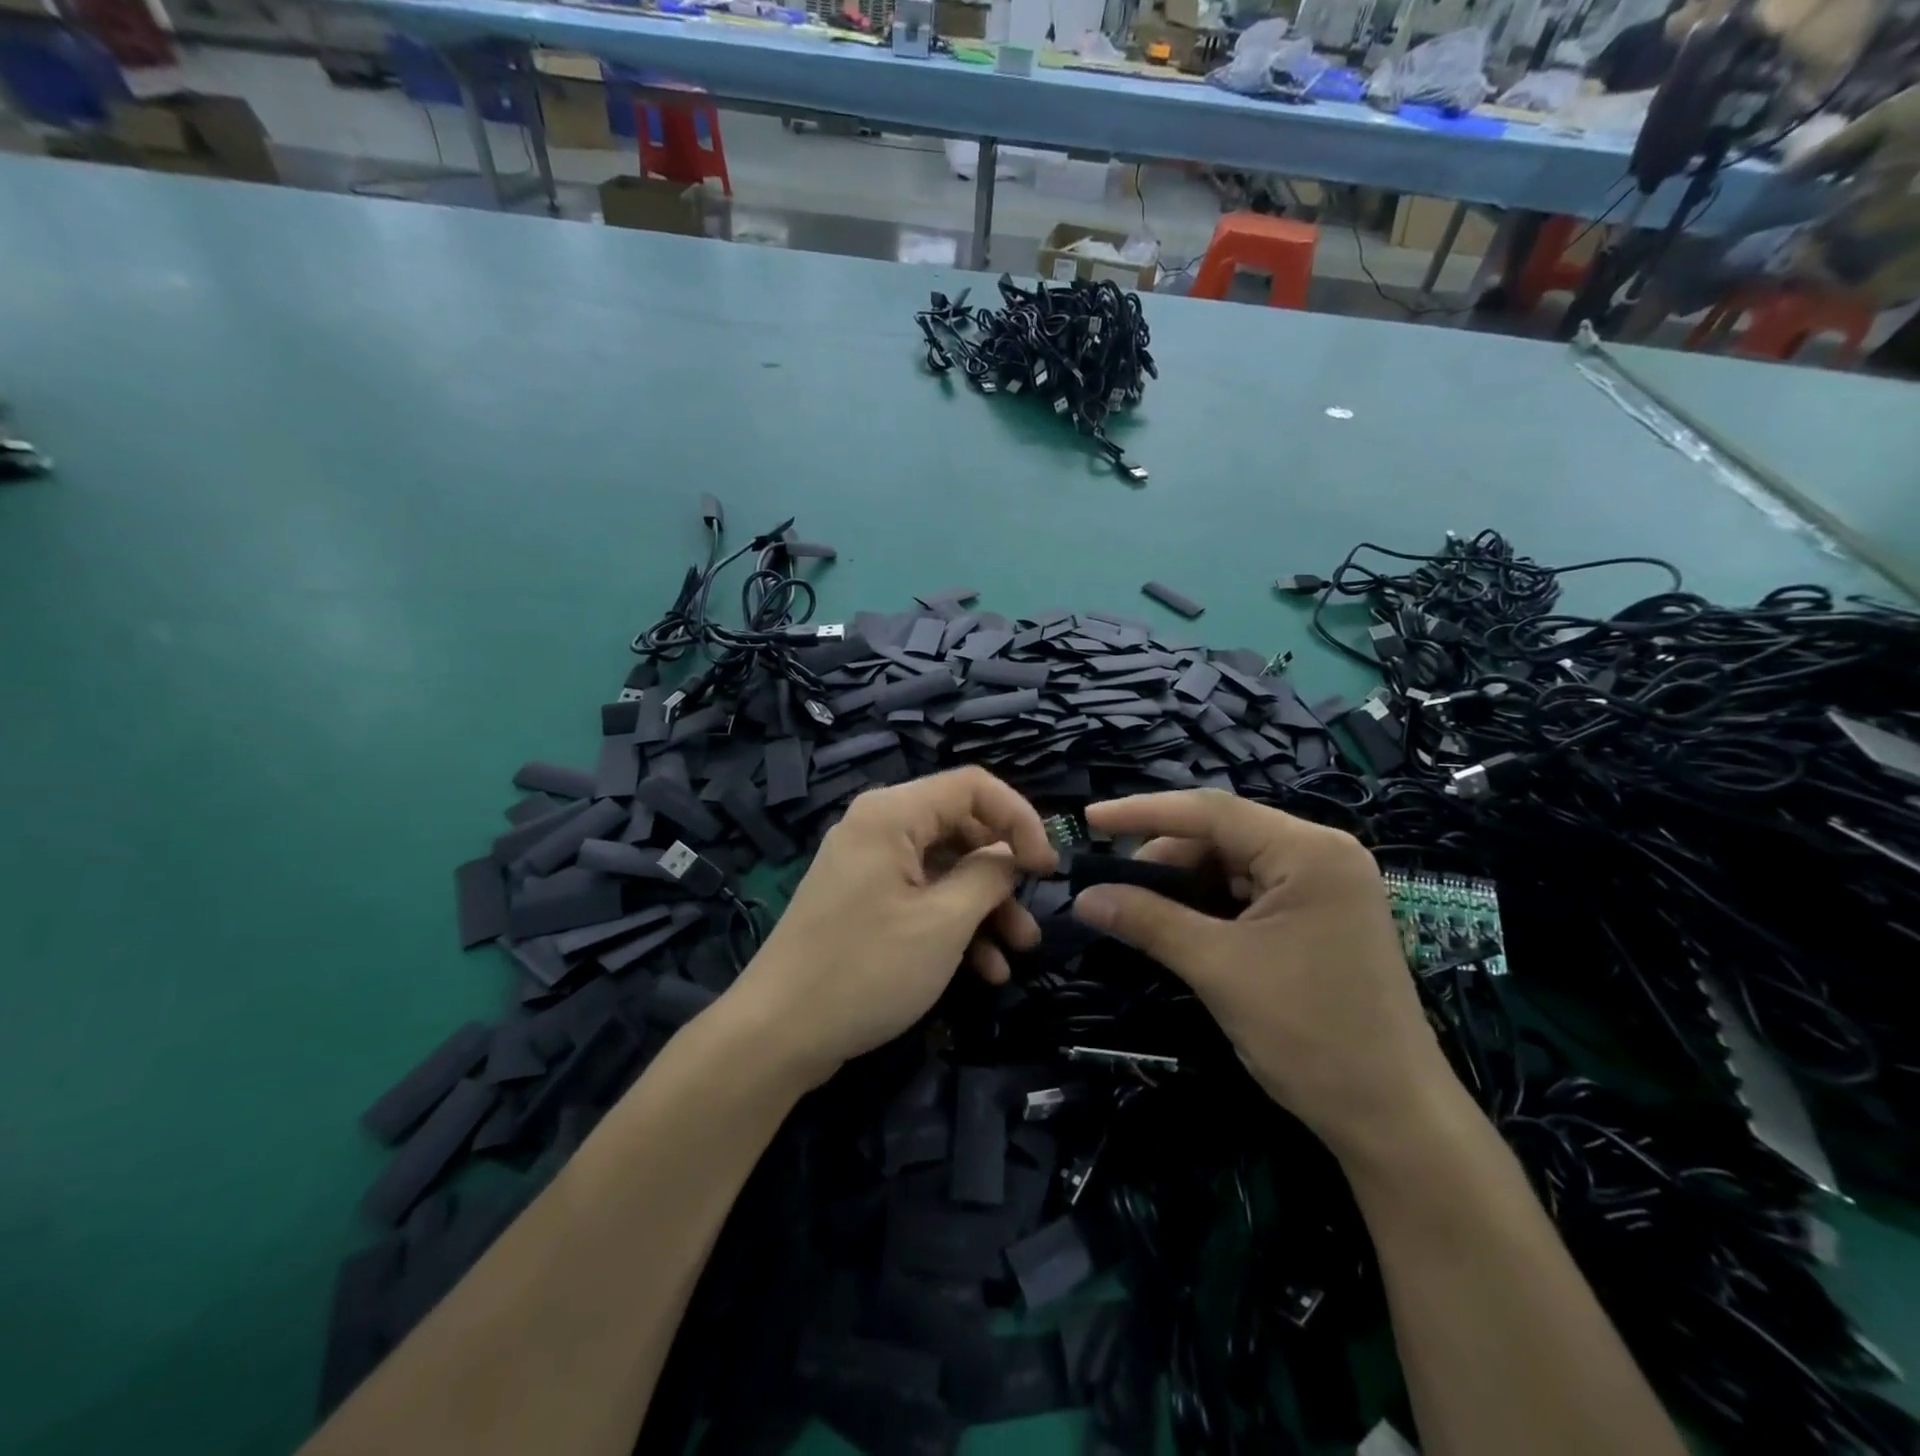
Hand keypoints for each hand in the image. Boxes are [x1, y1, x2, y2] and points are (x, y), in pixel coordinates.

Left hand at [731, 767, 1056, 1084]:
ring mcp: (867, 866)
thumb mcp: (944, 923)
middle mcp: (877, 827)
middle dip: (1002, 873)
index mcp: (892, 814)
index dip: (1020, 818)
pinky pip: (919, 896)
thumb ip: (989, 877)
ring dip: (984, 907)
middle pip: (960, 828)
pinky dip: (953, 925)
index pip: (973, 786)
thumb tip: (1012, 857)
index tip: (1047, 868)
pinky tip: (983, 970)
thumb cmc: (867, 969)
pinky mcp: (862, 902)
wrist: (776, 1034)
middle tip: (1033, 914)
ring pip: (944, 868)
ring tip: (1017, 952)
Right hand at [1071, 790, 1453, 1155]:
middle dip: (1165, 858)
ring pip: (1235, 865)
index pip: (1211, 811)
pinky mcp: (1322, 918)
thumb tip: (1083, 898)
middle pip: (1223, 835)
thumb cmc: (1309, 1034)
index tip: (1090, 820)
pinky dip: (1212, 905)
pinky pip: (1253, 893)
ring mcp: (1326, 887)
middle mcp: (1322, 854)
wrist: (1393, 1119)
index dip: (1143, 812)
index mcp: (1309, 851)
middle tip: (1115, 887)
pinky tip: (1182, 926)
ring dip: (1186, 884)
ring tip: (1142, 910)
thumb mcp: (1217, 969)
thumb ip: (1147, 921)